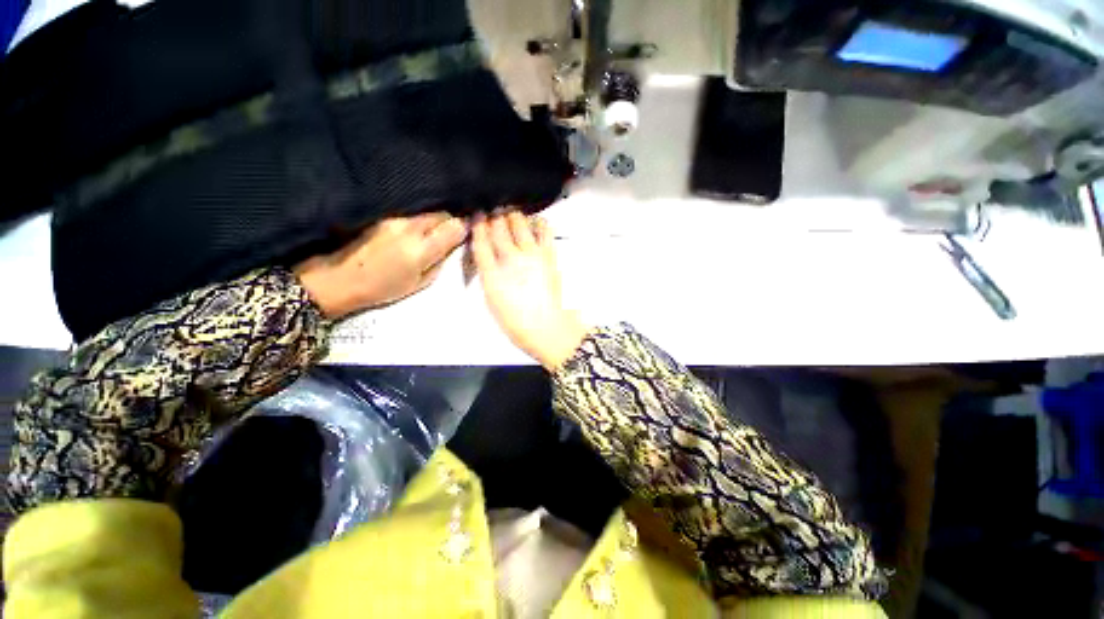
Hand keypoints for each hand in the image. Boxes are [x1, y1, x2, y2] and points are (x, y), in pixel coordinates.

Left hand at [295, 213, 466, 318]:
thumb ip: (440, 261)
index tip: (467, 233)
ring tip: (433, 231)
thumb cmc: (383, 287)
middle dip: (450, 222)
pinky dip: (420, 219)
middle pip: (442, 214)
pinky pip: (411, 213)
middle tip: (450, 233)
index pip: (454, 227)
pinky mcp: (383, 215)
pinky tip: (416, 229)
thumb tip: (452, 245)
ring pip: (427, 211)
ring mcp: (395, 218)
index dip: (464, 228)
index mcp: (421, 249)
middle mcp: (410, 227)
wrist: (340, 277)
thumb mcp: (420, 283)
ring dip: (435, 219)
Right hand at [471, 210, 589, 369]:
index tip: (477, 216)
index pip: (481, 242)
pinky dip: (539, 223)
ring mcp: (532, 255)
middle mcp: (510, 258)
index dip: (478, 226)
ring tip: (511, 211)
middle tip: (493, 209)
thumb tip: (490, 258)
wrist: (547, 328)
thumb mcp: (493, 301)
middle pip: (499, 228)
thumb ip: (489, 275)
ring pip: (520, 224)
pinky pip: (544, 233)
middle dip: (494, 216)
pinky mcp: (549, 256)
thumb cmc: (516, 322)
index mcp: (492, 273)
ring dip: (513, 215)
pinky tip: (537, 220)